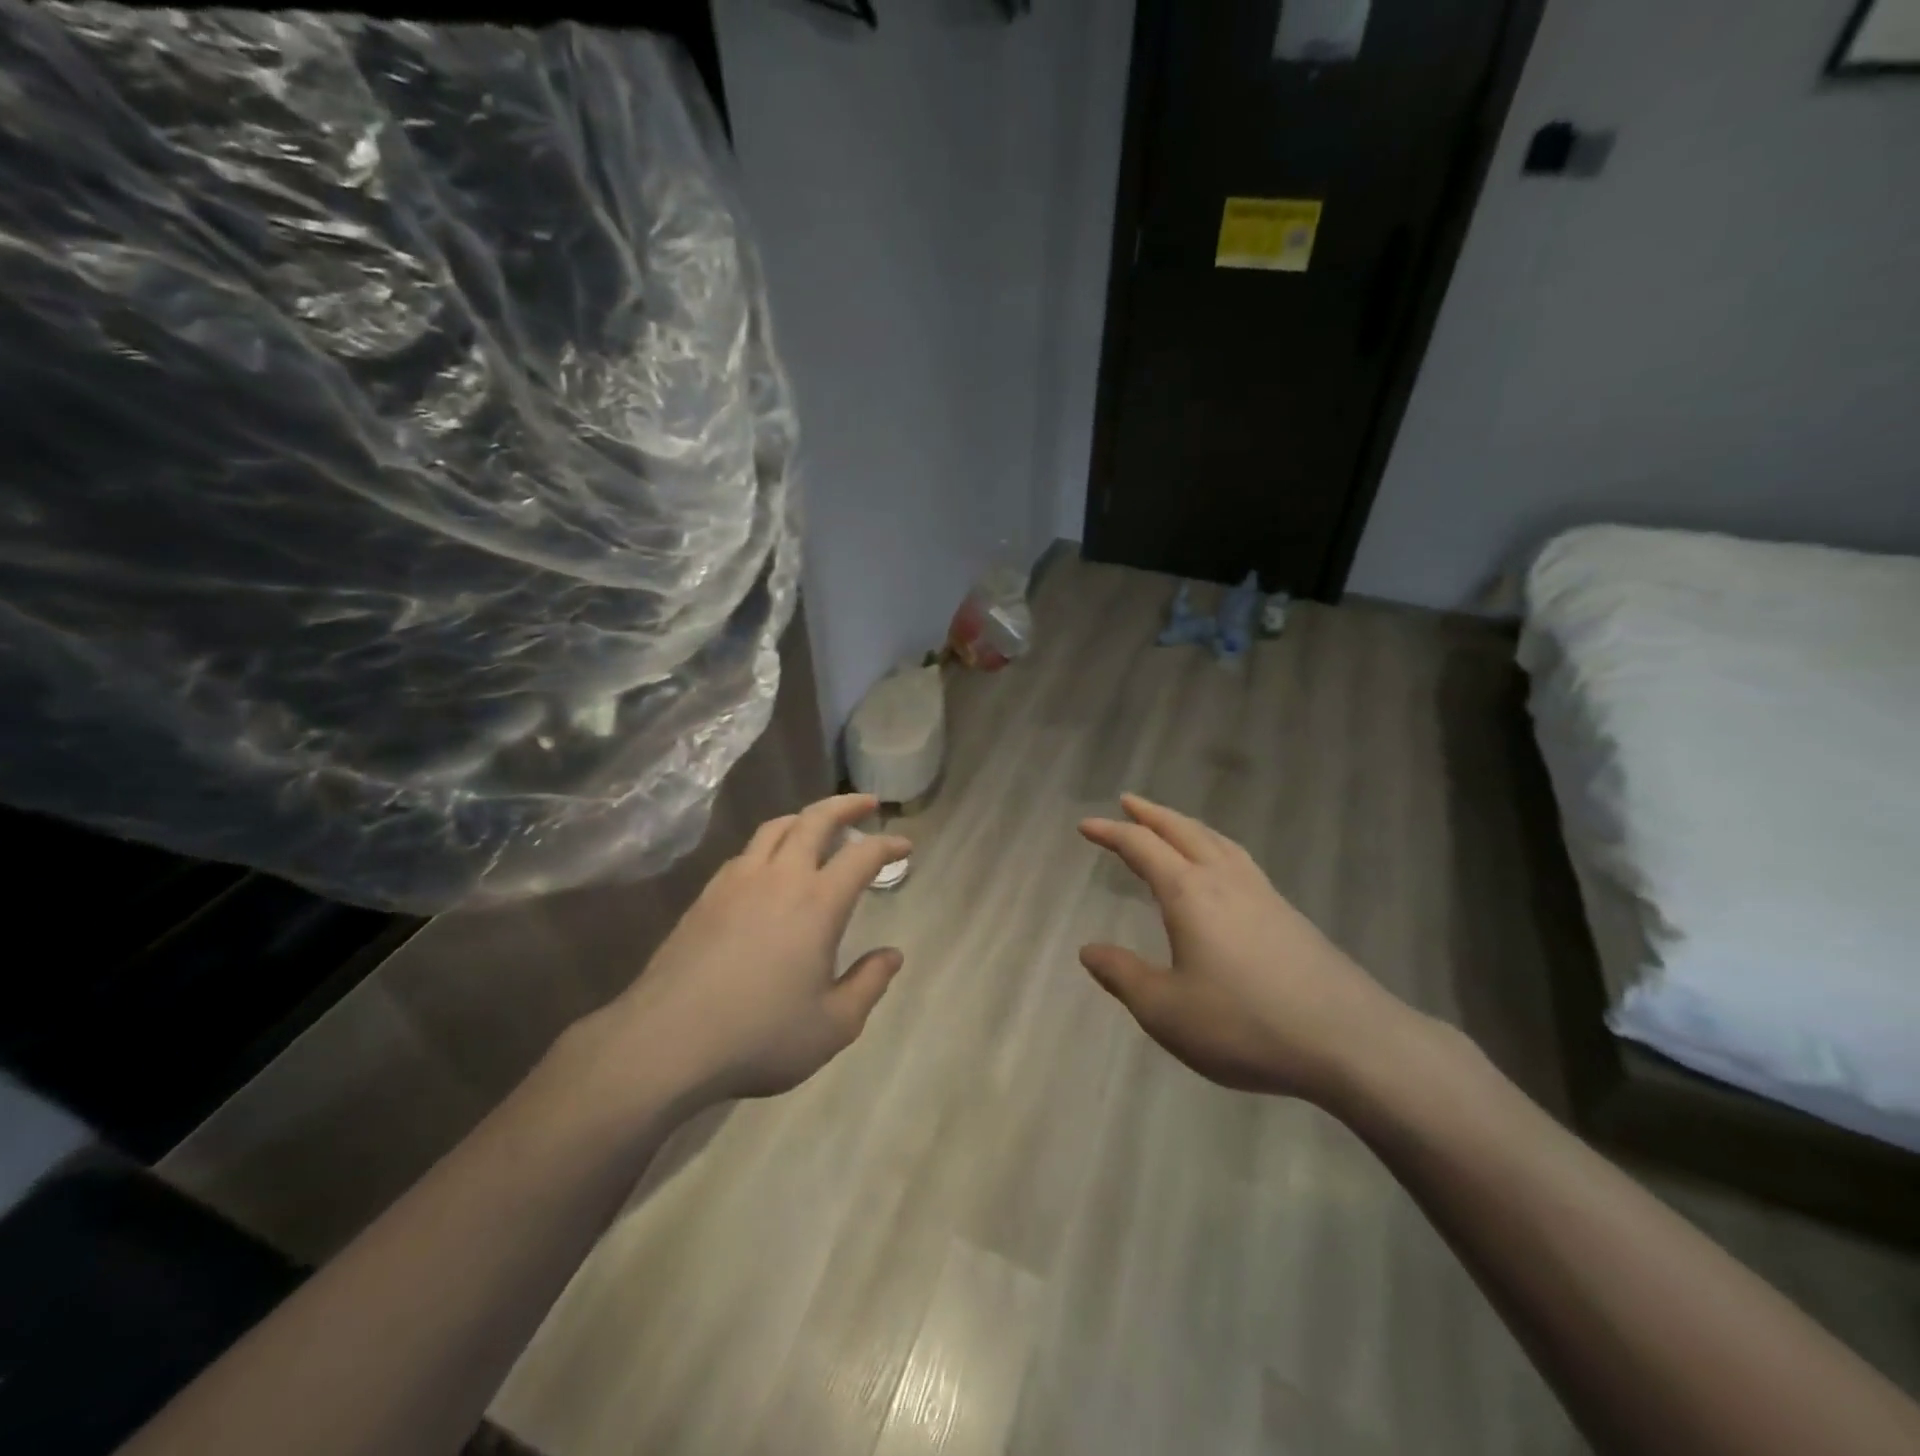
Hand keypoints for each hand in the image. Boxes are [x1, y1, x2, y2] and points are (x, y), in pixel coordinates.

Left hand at [594, 794, 911, 1108]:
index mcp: (818, 903)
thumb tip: (892, 955)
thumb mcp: (833, 1025)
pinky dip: (770, 843)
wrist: (667, 1041)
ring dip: (804, 817)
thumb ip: (868, 984)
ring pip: (775, 828)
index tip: (905, 845)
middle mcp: (779, 878)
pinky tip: (770, 865)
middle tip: (867, 803)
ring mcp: (737, 882)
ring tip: (819, 824)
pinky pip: (746, 852)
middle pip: (815, 820)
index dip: (888, 846)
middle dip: (846, 805)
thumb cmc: (760, 1035)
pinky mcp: (706, 896)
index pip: (862, 856)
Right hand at [1078, 794, 1420, 1103]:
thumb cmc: (1245, 1025)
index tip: (1085, 825)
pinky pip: (1240, 860)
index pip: (1142, 848)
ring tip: (1171, 825)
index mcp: (1190, 894)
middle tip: (1128, 801)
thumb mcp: (1166, 1011)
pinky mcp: (1289, 914)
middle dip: (1151, 814)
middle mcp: (1225, 881)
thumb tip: (1088, 951)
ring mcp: (1263, 894)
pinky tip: (1222, 868)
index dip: (1111, 833)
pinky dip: (1216, 846)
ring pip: (1217, 841)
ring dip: (1187, 826)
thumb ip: (1123, 976)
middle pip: (1183, 831)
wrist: (1351, 1042)